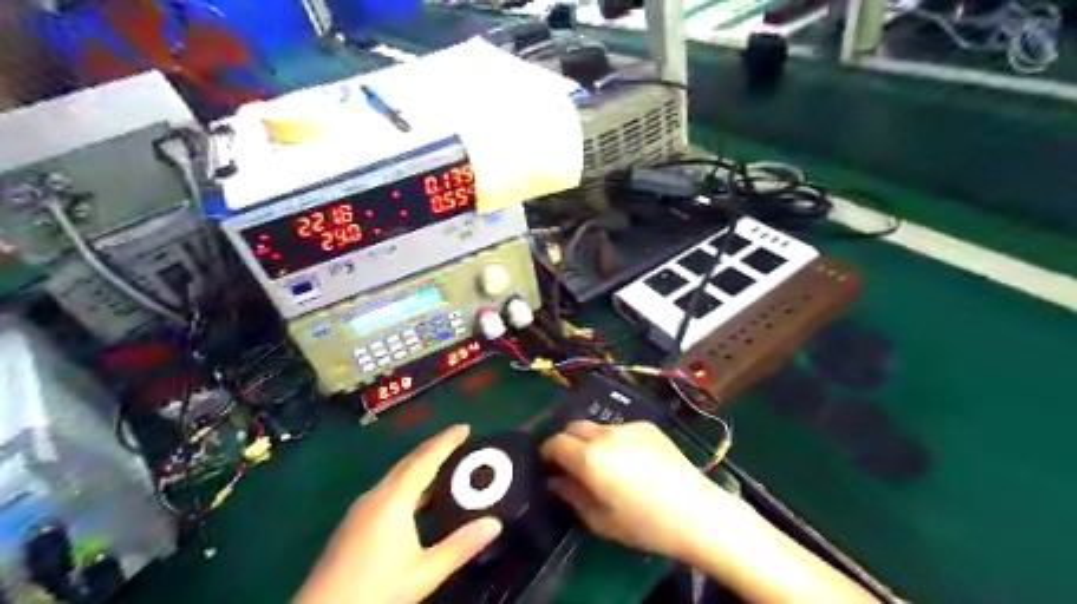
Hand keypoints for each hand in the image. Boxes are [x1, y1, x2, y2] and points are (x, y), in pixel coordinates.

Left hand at [289, 425, 499, 603]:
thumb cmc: (375, 591)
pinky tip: (417, 498)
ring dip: (420, 465)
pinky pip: (387, 489)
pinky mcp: (353, 523)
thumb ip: (460, 546)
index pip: (425, 459)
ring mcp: (361, 509)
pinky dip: (407, 482)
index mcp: (393, 500)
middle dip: (434, 448)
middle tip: (458, 440)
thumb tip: (494, 523)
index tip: (465, 427)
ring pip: (396, 476)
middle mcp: (375, 496)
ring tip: (444, 464)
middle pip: (408, 462)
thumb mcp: (424, 573)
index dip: (446, 441)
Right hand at [538, 420, 750, 565]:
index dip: (547, 452)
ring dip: (591, 440)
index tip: (547, 465)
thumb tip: (557, 481)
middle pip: (574, 426)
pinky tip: (630, 460)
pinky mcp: (648, 426)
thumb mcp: (602, 520)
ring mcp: (629, 427)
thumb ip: (573, 496)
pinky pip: (621, 429)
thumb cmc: (645, 524)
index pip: (555, 442)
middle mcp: (605, 434)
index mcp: (589, 457)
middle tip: (570, 463)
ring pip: (598, 427)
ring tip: (603, 463)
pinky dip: (615, 440)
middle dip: (566, 441)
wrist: (696, 512)